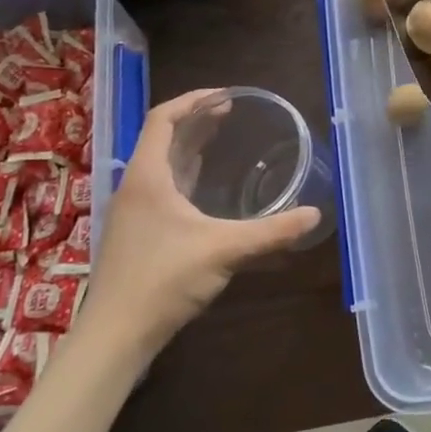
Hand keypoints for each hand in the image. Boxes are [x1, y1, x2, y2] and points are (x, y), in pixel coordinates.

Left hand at [78, 89, 321, 355]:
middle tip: (233, 112)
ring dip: (190, 146)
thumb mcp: (224, 250)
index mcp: (147, 176)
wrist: (115, 335)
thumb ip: (271, 232)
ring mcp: (133, 210)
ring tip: (223, 137)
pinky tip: (207, 187)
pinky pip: (162, 186)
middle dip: (197, 120)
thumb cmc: (164, 280)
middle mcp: (135, 186)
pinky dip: (186, 174)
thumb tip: (315, 215)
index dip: (193, 100)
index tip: (226, 96)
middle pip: (163, 138)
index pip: (163, 119)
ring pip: (161, 164)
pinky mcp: (136, 232)